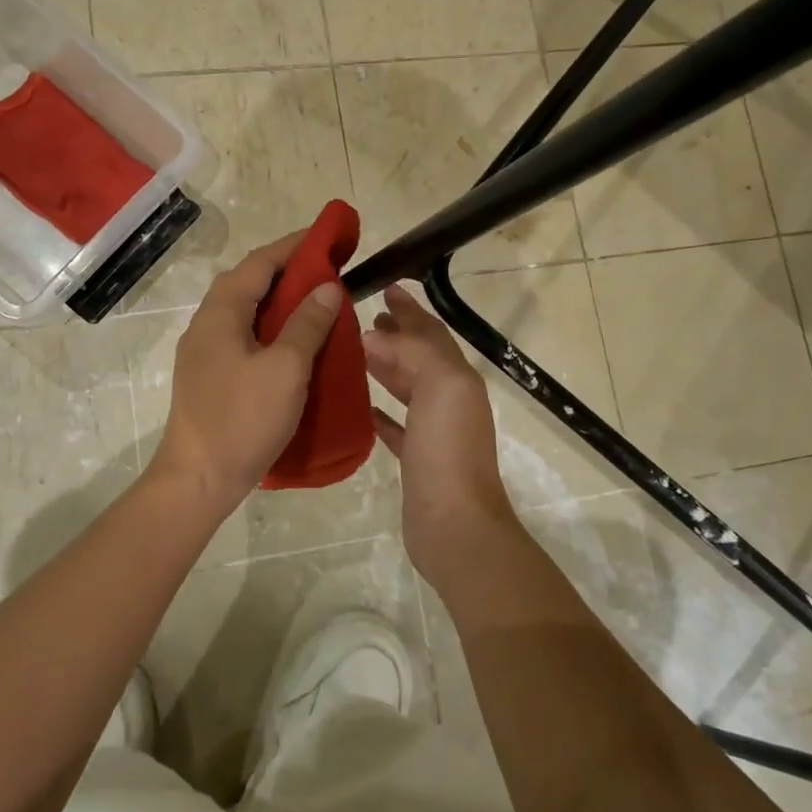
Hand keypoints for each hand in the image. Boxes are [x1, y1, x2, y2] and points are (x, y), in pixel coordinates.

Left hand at [149, 233, 344, 514]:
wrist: (198, 479)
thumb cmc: (243, 419)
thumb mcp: (285, 369)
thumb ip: (307, 324)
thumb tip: (328, 287)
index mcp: (220, 313)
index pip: (259, 263)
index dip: (293, 247)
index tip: (327, 238)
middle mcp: (206, 324)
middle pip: (248, 282)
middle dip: (287, 270)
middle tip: (327, 270)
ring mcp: (204, 351)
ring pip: (245, 310)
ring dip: (278, 300)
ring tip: (316, 301)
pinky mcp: (210, 375)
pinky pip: (243, 335)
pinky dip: (270, 326)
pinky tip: (292, 341)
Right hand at [363, 283, 520, 585]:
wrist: (455, 524)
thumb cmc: (448, 449)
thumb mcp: (440, 385)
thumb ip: (413, 352)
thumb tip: (377, 335)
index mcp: (457, 378)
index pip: (431, 333)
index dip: (410, 310)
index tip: (385, 287)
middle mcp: (449, 399)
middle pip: (419, 357)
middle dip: (396, 335)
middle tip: (363, 318)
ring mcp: (433, 431)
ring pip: (406, 387)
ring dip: (385, 367)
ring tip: (354, 352)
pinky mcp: (415, 458)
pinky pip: (394, 425)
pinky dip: (379, 410)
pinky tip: (358, 404)